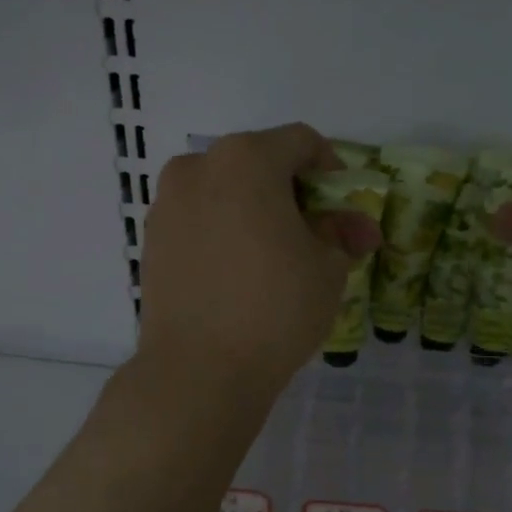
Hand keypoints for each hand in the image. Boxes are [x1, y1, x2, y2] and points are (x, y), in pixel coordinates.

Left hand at [138, 123, 382, 395]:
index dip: (331, 169)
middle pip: (258, 163)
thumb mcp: (328, 267)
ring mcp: (167, 203)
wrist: (198, 370)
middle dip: (291, 192)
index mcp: (246, 159)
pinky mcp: (152, 240)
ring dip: (255, 211)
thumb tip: (359, 228)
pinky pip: (199, 220)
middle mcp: (198, 167)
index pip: (300, 142)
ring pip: (224, 191)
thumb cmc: (275, 308)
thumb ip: (342, 233)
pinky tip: (239, 273)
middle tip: (314, 234)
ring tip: (274, 258)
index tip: (342, 207)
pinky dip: (224, 232)